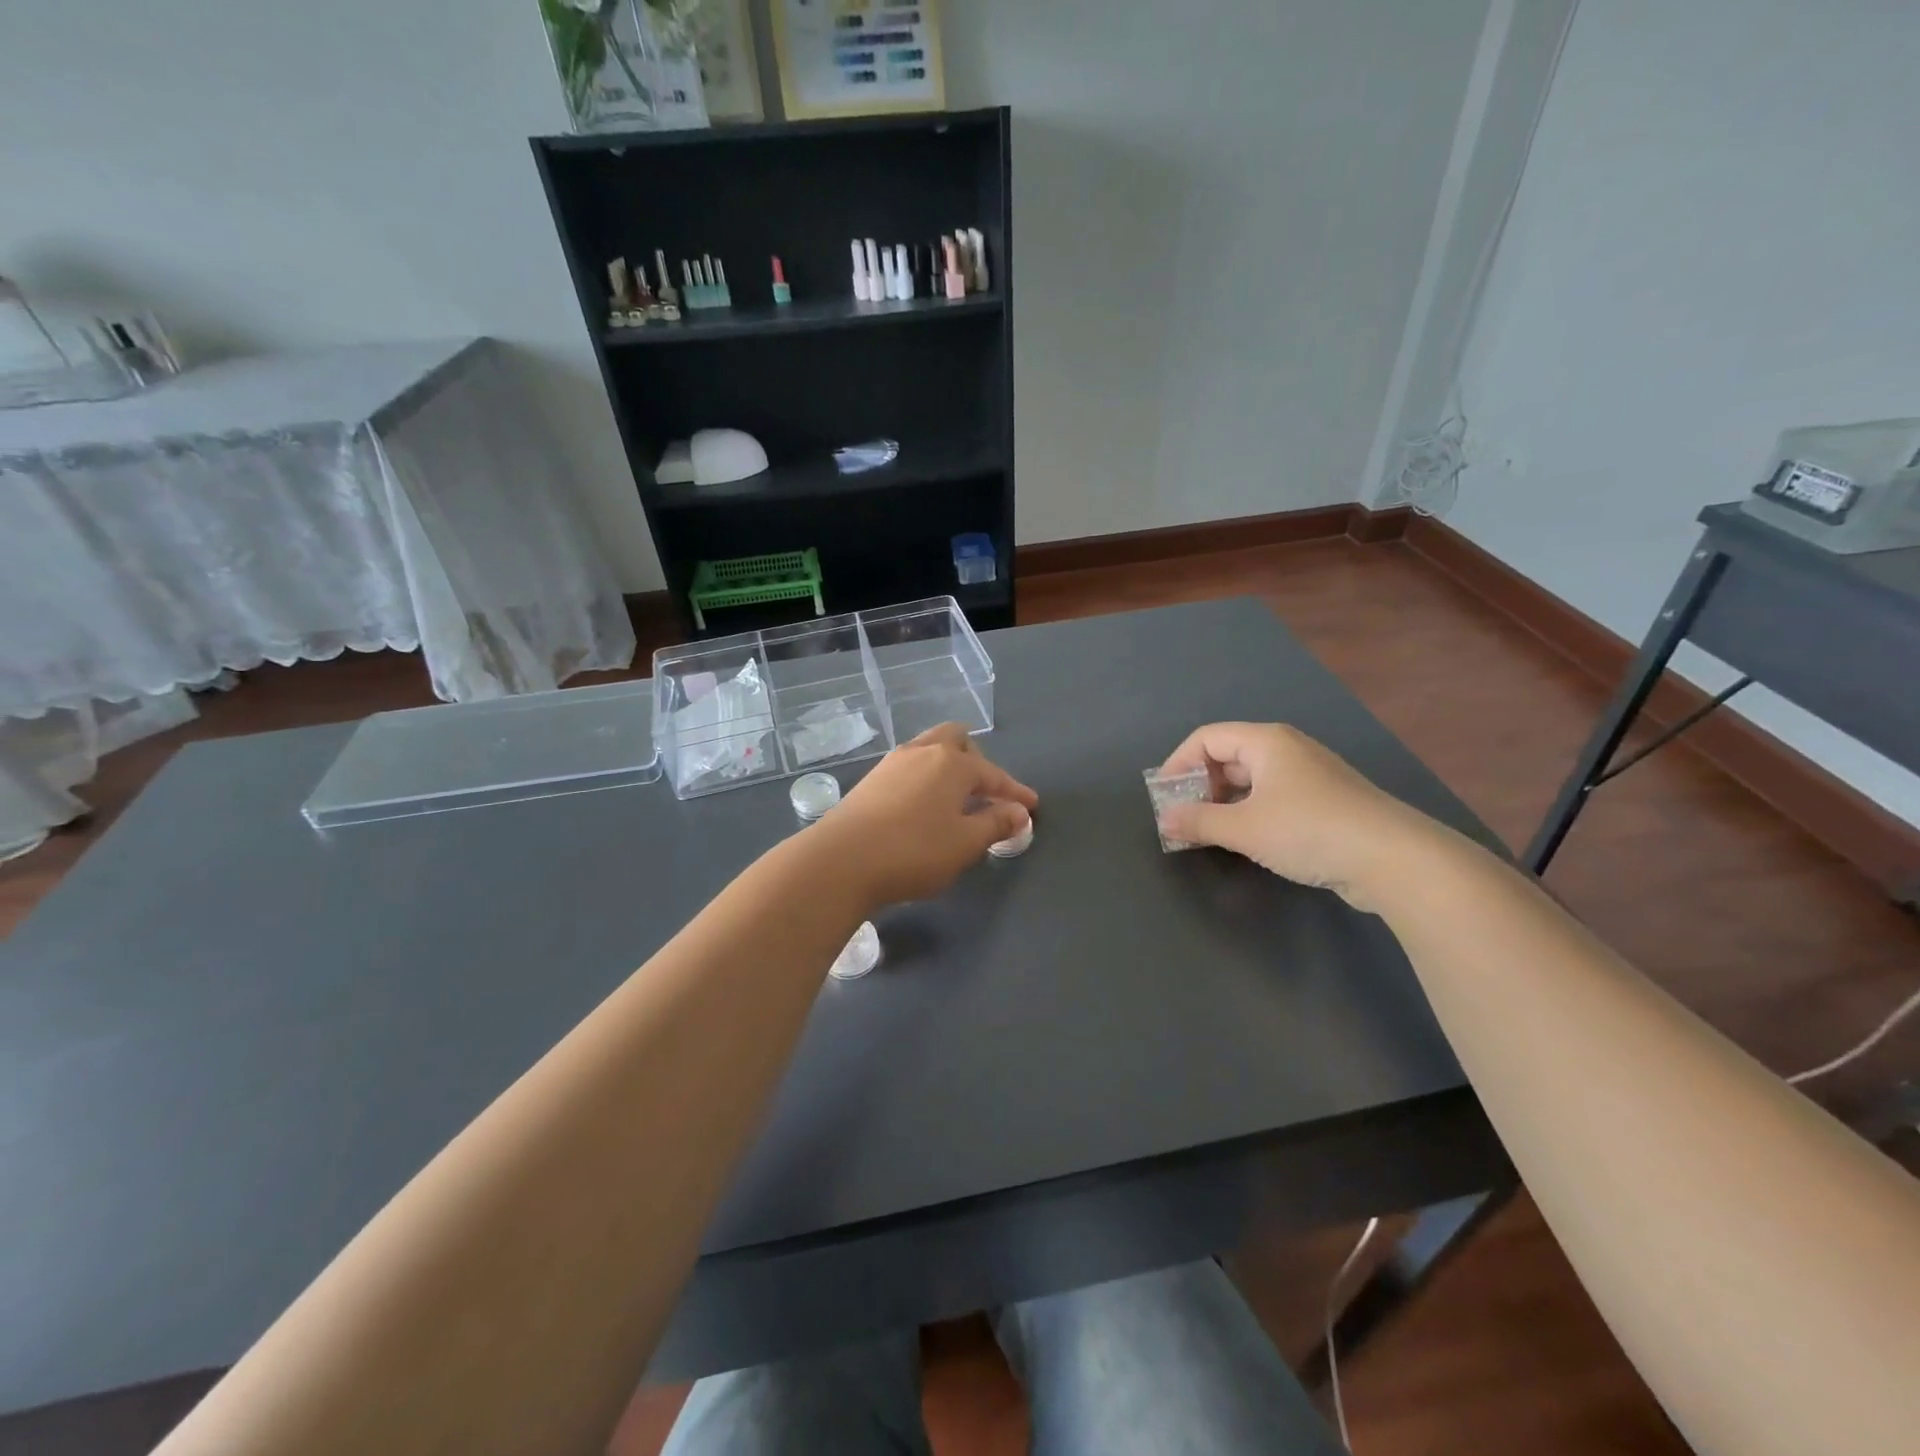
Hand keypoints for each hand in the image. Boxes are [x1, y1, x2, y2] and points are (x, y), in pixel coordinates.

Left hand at [817, 724, 1037, 907]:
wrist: (840, 861)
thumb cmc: (914, 851)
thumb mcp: (965, 843)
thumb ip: (995, 824)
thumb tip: (1018, 812)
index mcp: (952, 763)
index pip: (993, 774)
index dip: (1014, 792)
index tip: (1030, 807)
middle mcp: (922, 752)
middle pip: (956, 740)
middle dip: (977, 760)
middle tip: (987, 791)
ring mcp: (891, 763)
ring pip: (929, 750)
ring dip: (948, 767)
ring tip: (956, 798)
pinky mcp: (870, 781)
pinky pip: (909, 768)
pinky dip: (926, 779)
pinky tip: (925, 805)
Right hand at [1155, 722, 1443, 911]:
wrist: (1394, 859)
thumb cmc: (1309, 830)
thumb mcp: (1244, 828)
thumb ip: (1198, 822)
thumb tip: (1164, 819)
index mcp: (1266, 741)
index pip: (1206, 738)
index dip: (1178, 764)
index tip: (1163, 797)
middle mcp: (1287, 749)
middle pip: (1228, 756)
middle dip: (1199, 785)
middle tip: (1183, 818)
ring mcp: (1309, 775)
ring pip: (1250, 780)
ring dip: (1223, 802)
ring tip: (1207, 832)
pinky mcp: (1324, 802)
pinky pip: (1272, 797)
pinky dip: (1249, 812)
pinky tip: (1246, 839)